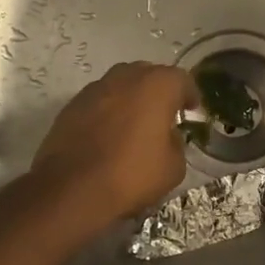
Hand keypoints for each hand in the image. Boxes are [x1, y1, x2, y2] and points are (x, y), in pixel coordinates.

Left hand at [30, 62, 199, 228]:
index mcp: (157, 86)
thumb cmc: (131, 175)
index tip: (192, 110)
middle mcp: (126, 77)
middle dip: (160, 91)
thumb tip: (166, 136)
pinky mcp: (72, 105)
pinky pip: (100, 101)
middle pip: (149, 74)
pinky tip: (109, 134)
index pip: (182, 79)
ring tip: (135, 123)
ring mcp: (95, 88)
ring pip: (121, 84)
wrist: (71, 190)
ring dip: (132, 98)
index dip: (190, 95)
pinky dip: (109, 111)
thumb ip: (176, 143)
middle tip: (165, 114)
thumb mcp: (174, 167)